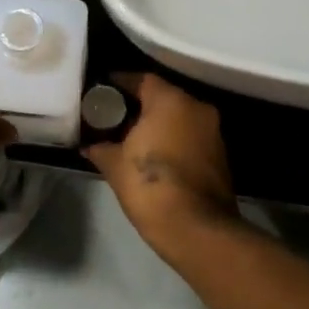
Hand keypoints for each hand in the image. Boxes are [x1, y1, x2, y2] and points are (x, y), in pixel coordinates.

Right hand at [84, 73, 237, 248]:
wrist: (196, 229)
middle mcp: (196, 108)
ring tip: (129, 138)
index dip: (119, 84)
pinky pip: (189, 136)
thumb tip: (89, 145)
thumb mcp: (115, 165)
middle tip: (111, 117)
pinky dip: (172, 140)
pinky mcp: (220, 155)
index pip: (141, 79)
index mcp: (171, 101)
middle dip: (137, 106)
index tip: (100, 93)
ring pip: (178, 117)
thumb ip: (100, 148)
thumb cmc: (151, 186)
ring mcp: (212, 132)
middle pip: (162, 97)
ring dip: (157, 124)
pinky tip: (152, 155)